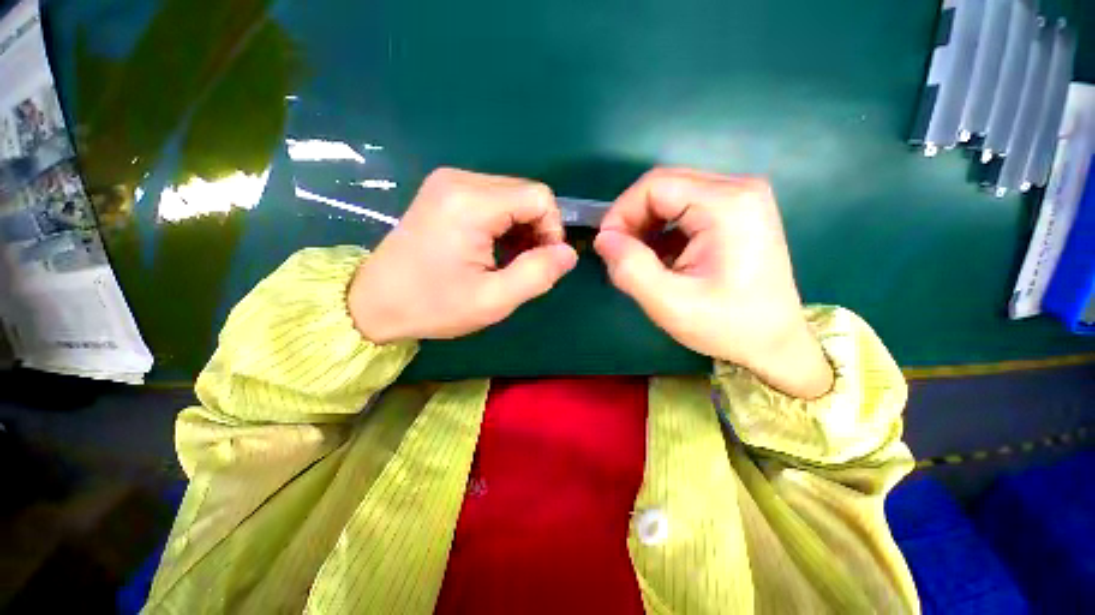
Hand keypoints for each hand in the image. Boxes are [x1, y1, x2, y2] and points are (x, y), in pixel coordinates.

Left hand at [349, 168, 577, 343]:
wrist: (375, 301)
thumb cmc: (434, 305)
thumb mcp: (493, 301)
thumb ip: (537, 275)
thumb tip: (568, 253)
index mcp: (471, 204)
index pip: (539, 197)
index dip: (552, 229)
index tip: (542, 261)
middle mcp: (460, 180)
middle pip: (526, 192)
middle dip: (536, 229)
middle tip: (524, 265)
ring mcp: (449, 182)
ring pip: (512, 195)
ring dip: (521, 227)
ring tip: (508, 259)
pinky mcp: (445, 191)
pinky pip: (493, 198)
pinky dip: (504, 222)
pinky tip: (493, 247)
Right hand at [594, 168, 831, 398]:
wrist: (774, 341)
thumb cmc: (726, 326)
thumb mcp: (670, 304)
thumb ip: (631, 269)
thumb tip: (603, 239)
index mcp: (727, 205)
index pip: (654, 186)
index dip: (621, 213)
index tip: (607, 247)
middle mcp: (738, 189)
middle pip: (663, 186)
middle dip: (632, 219)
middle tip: (620, 255)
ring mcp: (740, 198)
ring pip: (670, 196)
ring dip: (645, 225)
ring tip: (639, 260)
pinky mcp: (736, 211)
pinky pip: (684, 208)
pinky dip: (662, 230)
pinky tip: (662, 258)